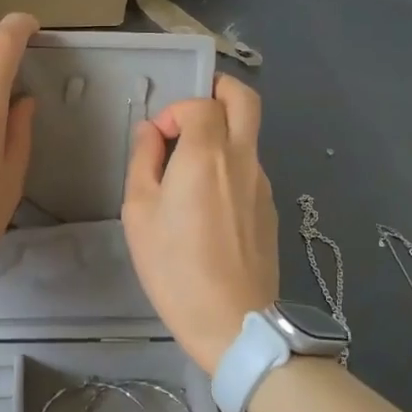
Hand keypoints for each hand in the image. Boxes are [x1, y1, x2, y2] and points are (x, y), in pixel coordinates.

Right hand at [122, 74, 278, 373]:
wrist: (233, 322)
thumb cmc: (175, 266)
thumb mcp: (139, 212)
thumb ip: (144, 161)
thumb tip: (152, 131)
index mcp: (208, 154)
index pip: (200, 103)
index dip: (175, 110)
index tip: (158, 139)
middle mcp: (243, 158)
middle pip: (245, 99)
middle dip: (219, 89)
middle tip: (191, 110)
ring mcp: (263, 183)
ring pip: (248, 135)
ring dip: (221, 134)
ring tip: (189, 171)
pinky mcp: (271, 208)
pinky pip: (249, 168)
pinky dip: (229, 165)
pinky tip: (207, 206)